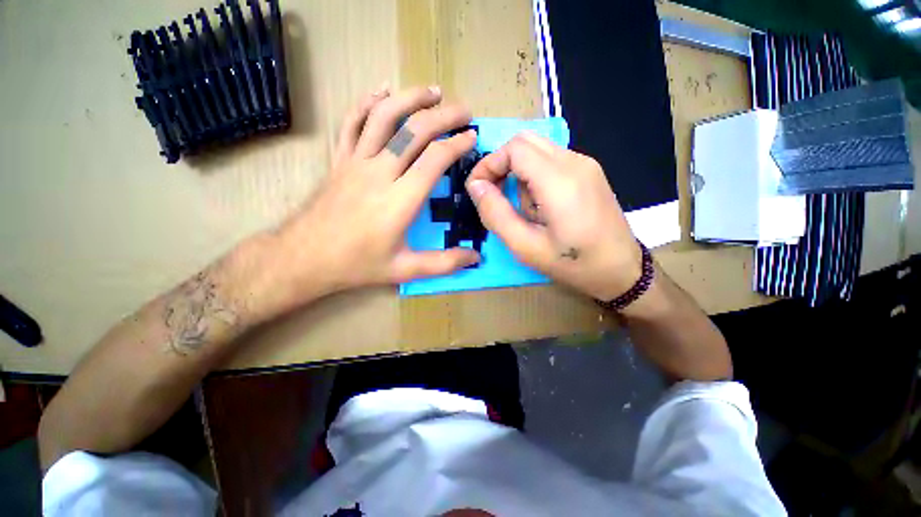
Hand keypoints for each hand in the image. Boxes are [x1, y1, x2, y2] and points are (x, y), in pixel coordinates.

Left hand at [252, 86, 479, 318]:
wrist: (305, 258)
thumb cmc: (358, 265)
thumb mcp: (405, 270)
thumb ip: (444, 263)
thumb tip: (475, 258)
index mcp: (399, 201)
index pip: (434, 159)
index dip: (457, 144)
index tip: (472, 138)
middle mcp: (379, 173)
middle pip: (414, 131)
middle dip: (444, 116)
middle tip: (464, 112)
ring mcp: (355, 162)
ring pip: (384, 116)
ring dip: (411, 98)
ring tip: (433, 92)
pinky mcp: (339, 160)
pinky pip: (351, 122)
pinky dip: (367, 102)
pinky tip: (382, 91)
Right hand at [466, 132, 640, 301]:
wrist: (621, 270)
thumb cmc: (572, 264)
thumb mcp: (525, 246)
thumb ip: (495, 213)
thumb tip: (475, 186)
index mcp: (559, 181)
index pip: (514, 148)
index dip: (489, 163)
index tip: (477, 189)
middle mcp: (575, 162)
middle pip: (525, 142)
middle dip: (501, 165)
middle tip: (494, 195)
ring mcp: (585, 164)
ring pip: (537, 150)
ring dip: (519, 174)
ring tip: (525, 210)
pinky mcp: (589, 171)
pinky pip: (551, 161)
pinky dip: (535, 177)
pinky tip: (541, 206)